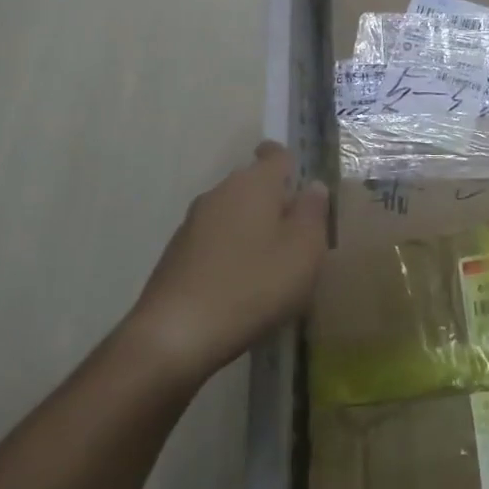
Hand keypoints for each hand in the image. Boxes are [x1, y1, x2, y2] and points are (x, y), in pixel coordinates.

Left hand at [122, 142, 329, 384]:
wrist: (175, 335)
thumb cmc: (253, 286)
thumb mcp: (304, 251)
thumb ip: (313, 213)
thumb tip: (313, 186)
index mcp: (253, 183)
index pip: (275, 154)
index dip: (291, 164)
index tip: (304, 188)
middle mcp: (220, 193)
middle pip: (254, 185)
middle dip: (276, 203)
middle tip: (300, 237)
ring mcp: (193, 223)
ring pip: (233, 214)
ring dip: (253, 230)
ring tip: (273, 266)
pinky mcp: (177, 254)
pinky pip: (215, 241)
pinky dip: (232, 253)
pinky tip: (242, 286)